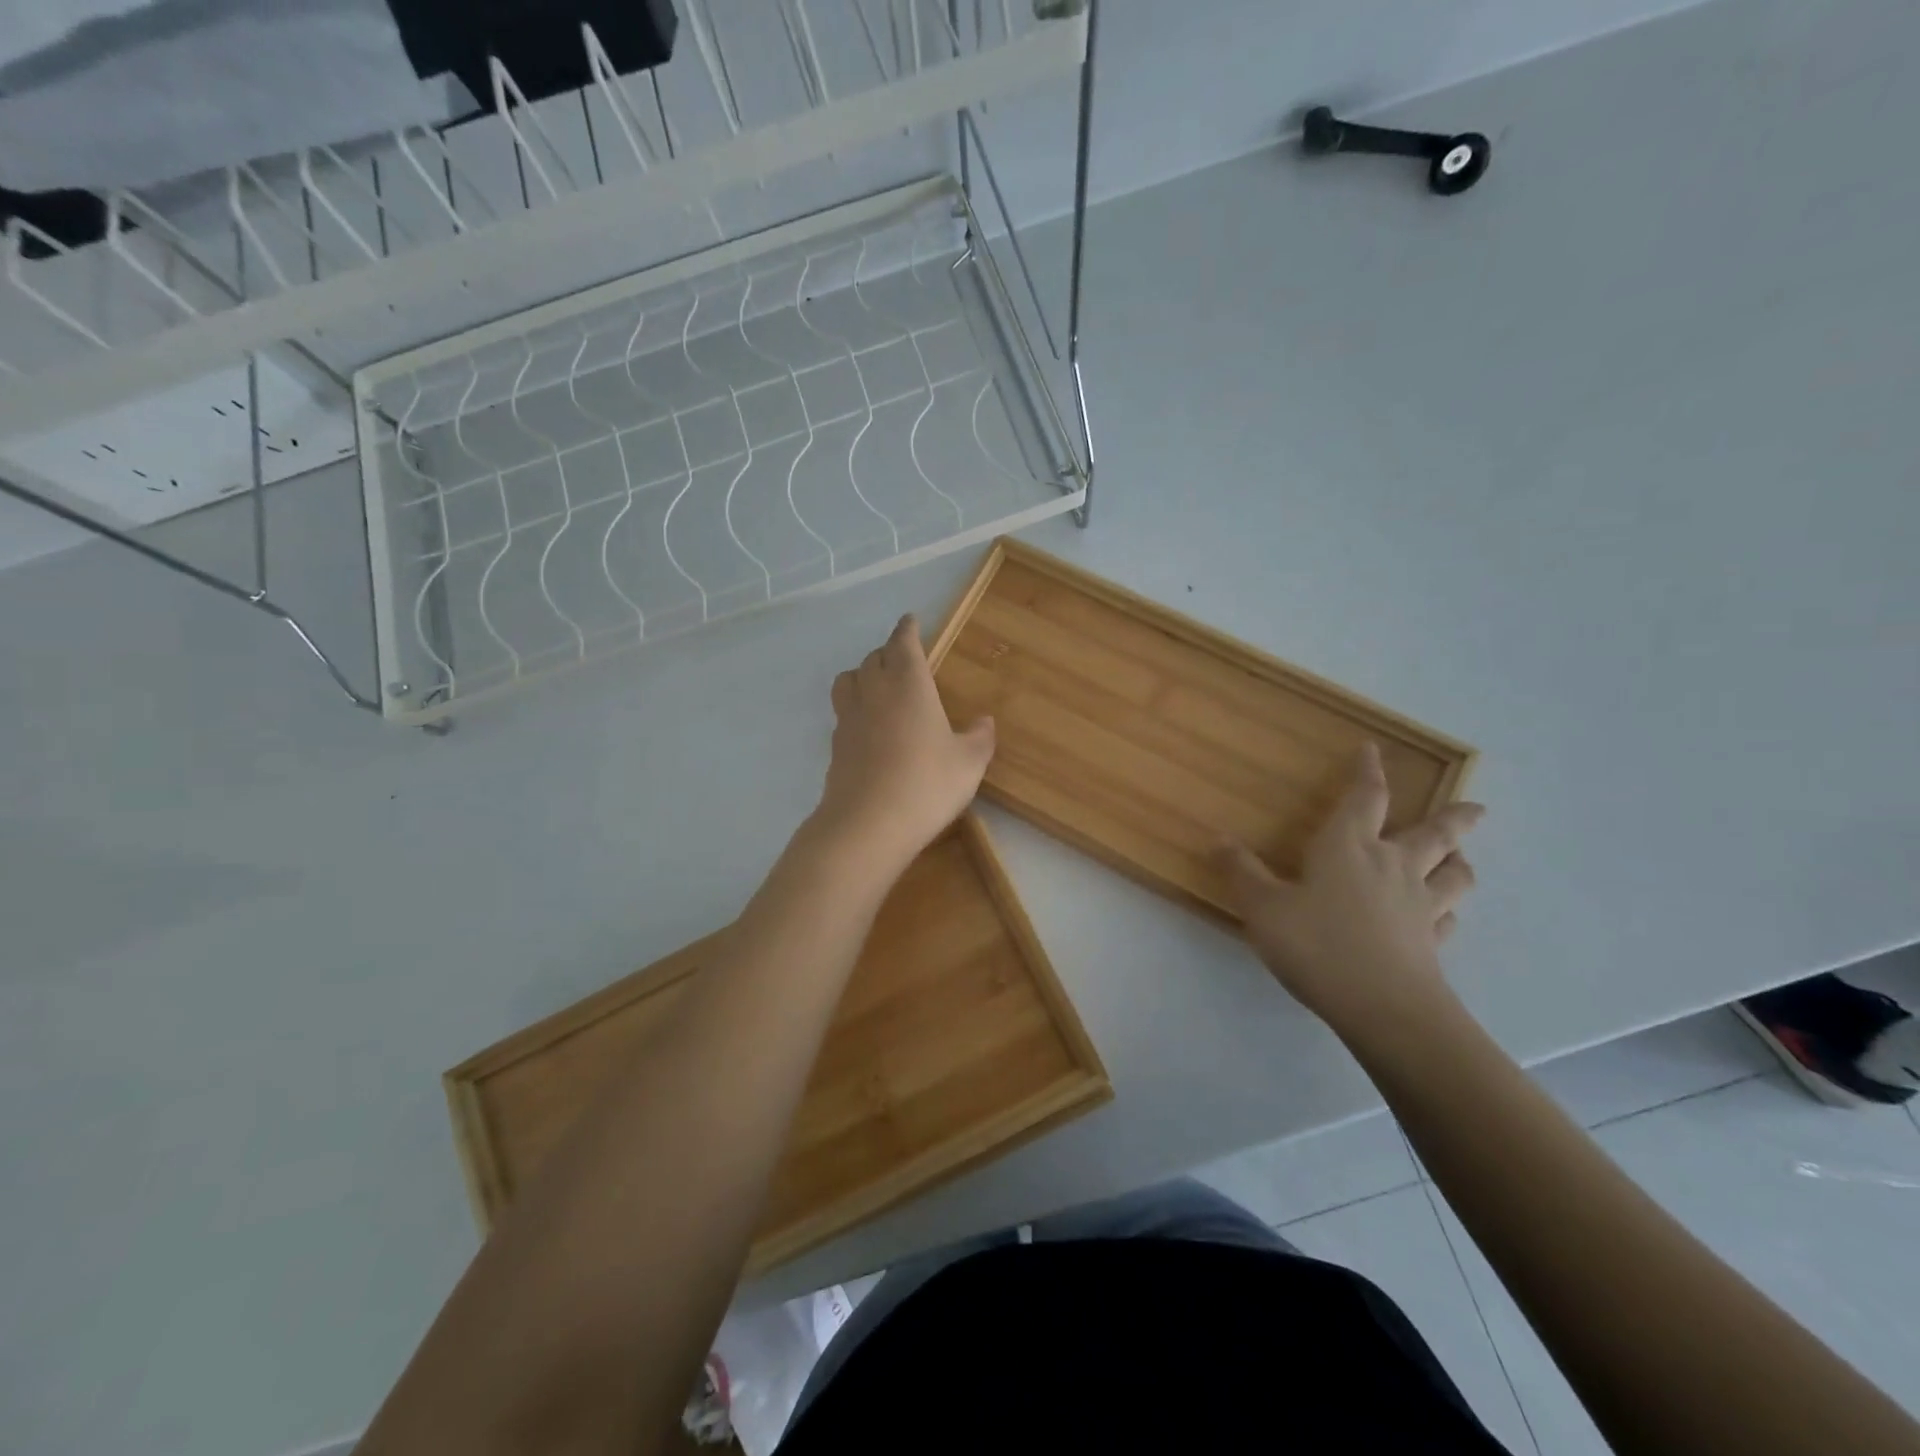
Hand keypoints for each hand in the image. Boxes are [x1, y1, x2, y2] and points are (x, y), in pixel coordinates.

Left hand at [813, 614, 995, 872]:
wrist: (868, 825)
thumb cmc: (926, 784)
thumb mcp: (969, 763)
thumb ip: (979, 738)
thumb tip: (984, 721)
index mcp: (908, 684)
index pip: (903, 643)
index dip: (907, 629)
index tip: (911, 621)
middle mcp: (874, 692)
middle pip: (873, 658)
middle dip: (888, 652)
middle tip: (903, 659)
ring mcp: (849, 718)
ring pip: (849, 680)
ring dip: (863, 674)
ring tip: (878, 686)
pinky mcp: (835, 746)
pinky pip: (844, 712)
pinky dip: (856, 708)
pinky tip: (870, 728)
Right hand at [1217, 742, 1483, 1037]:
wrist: (1383, 1009)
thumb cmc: (1317, 945)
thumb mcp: (1263, 908)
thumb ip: (1242, 872)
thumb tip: (1218, 838)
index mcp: (1349, 847)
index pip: (1366, 797)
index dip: (1368, 771)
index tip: (1373, 750)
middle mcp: (1392, 866)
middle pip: (1434, 833)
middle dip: (1454, 817)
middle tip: (1476, 807)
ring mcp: (1419, 905)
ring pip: (1454, 875)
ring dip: (1460, 862)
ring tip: (1461, 858)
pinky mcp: (1432, 943)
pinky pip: (1448, 919)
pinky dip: (1448, 911)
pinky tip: (1442, 916)